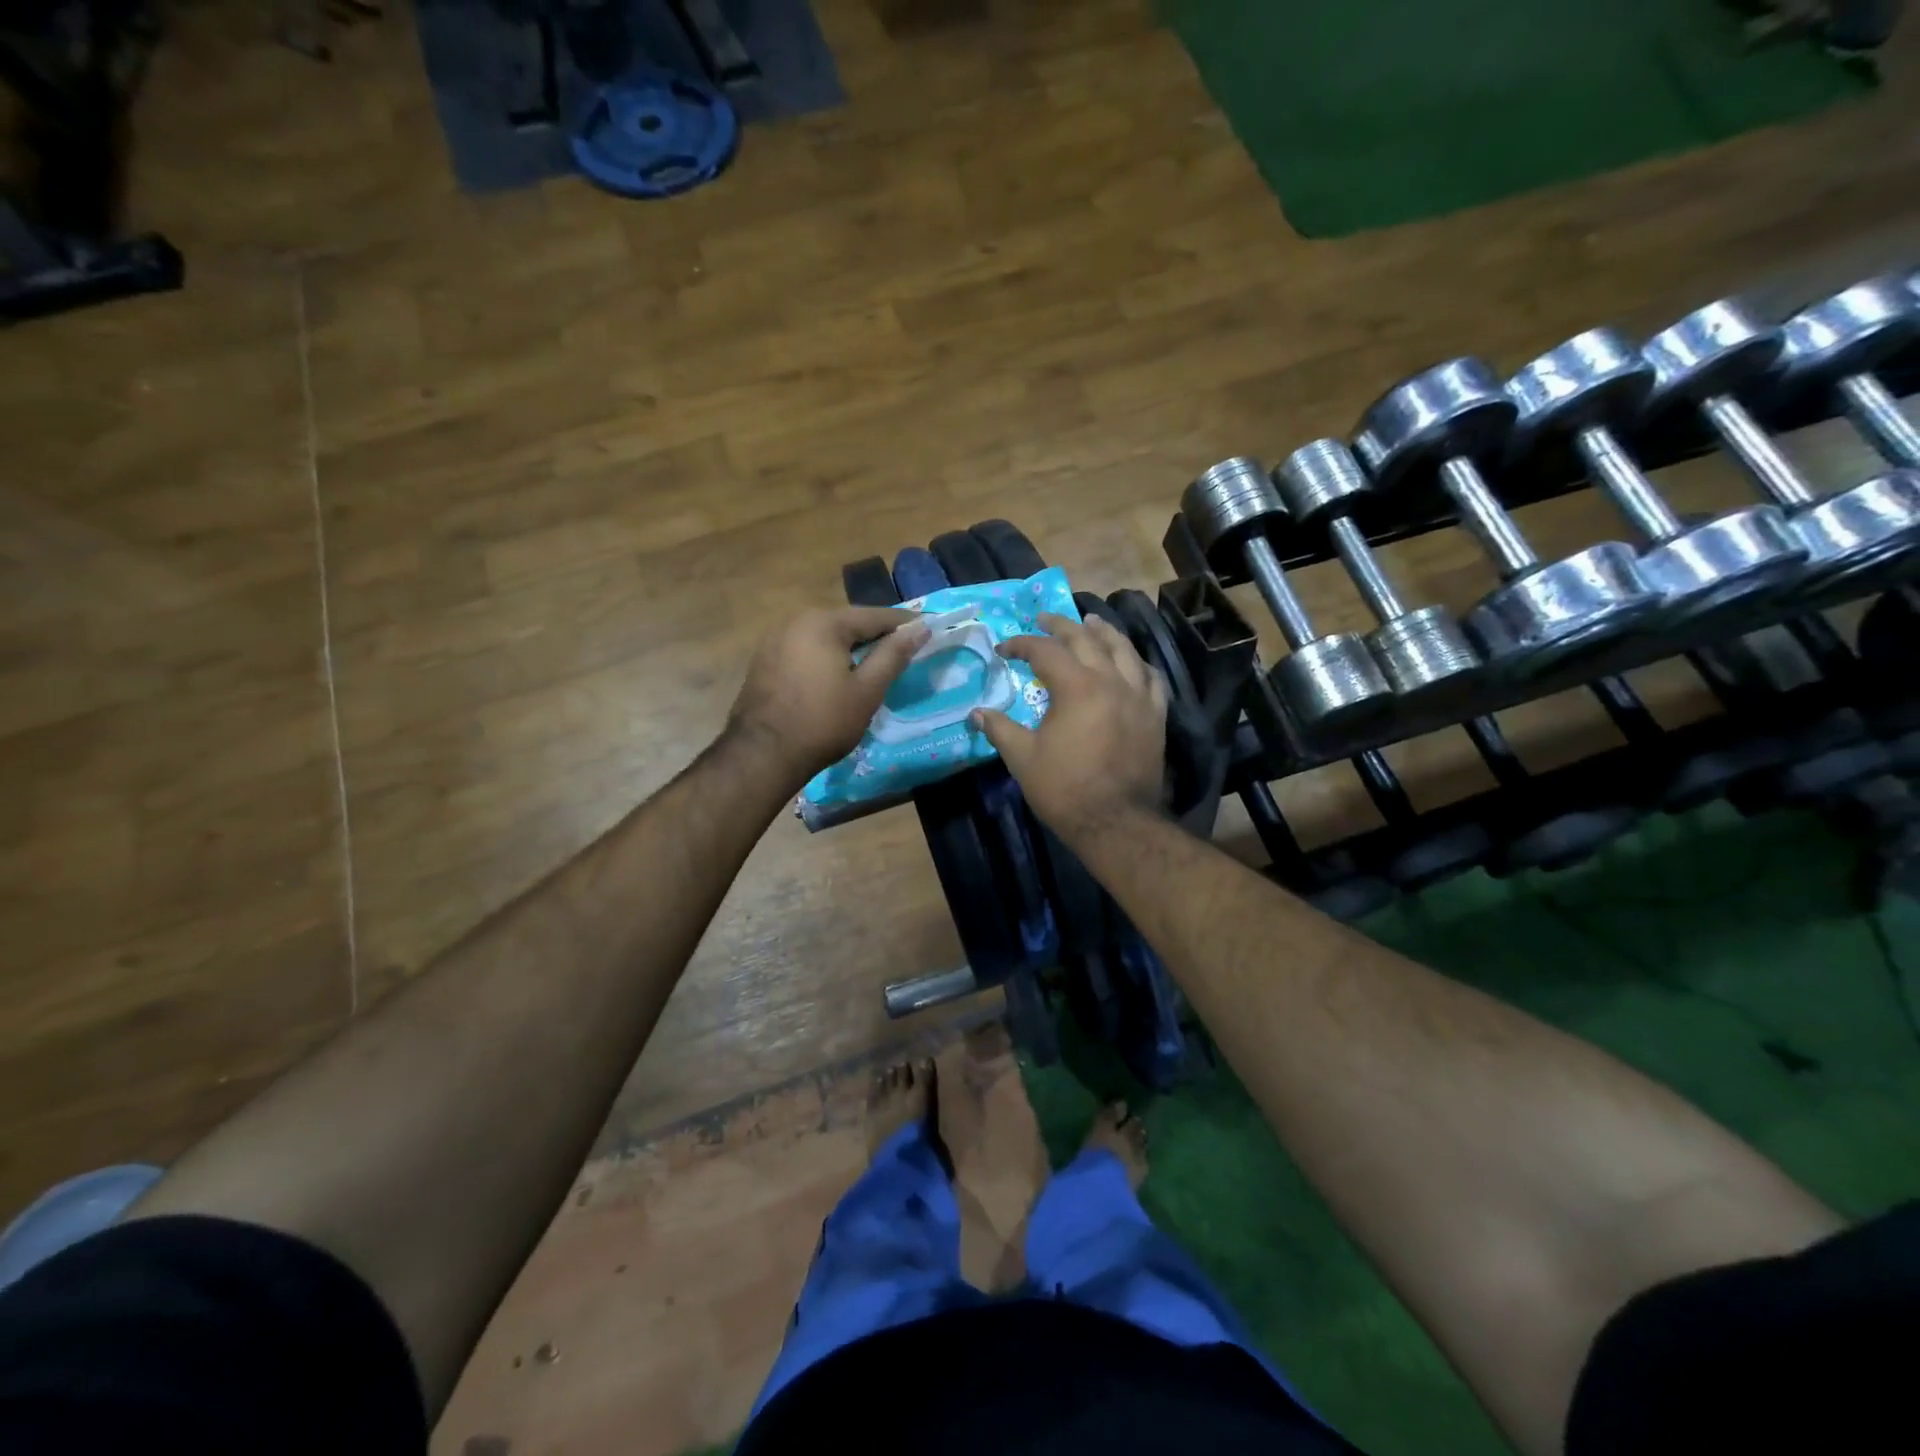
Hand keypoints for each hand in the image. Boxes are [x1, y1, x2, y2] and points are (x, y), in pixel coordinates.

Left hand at [728, 606, 930, 786]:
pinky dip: (827, 657)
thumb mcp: (867, 690)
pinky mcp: (765, 660)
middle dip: (876, 635)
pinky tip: (838, 676)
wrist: (762, 755)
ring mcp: (775, 639)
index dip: (904, 624)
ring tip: (875, 664)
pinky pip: (806, 650)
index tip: (928, 629)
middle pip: (848, 623)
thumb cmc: (823, 721)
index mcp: (823, 622)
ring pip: (826, 636)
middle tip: (903, 649)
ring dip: (851, 647)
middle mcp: (796, 620)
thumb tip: (920, 628)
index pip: (874, 616)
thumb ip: (893, 655)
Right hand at [972, 612, 1166, 840]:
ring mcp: (1139, 696)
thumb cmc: (1064, 789)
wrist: (1115, 822)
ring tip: (1092, 622)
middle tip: (1044, 619)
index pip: (1045, 651)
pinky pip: (1150, 677)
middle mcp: (1111, 680)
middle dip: (1062, 625)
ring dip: (1104, 632)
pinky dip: (1137, 663)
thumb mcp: (1023, 758)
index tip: (1003, 649)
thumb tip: (976, 713)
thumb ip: (1000, 729)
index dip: (1021, 644)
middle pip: (1087, 639)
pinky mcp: (1155, 715)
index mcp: (1077, 686)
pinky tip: (1130, 662)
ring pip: (1124, 650)